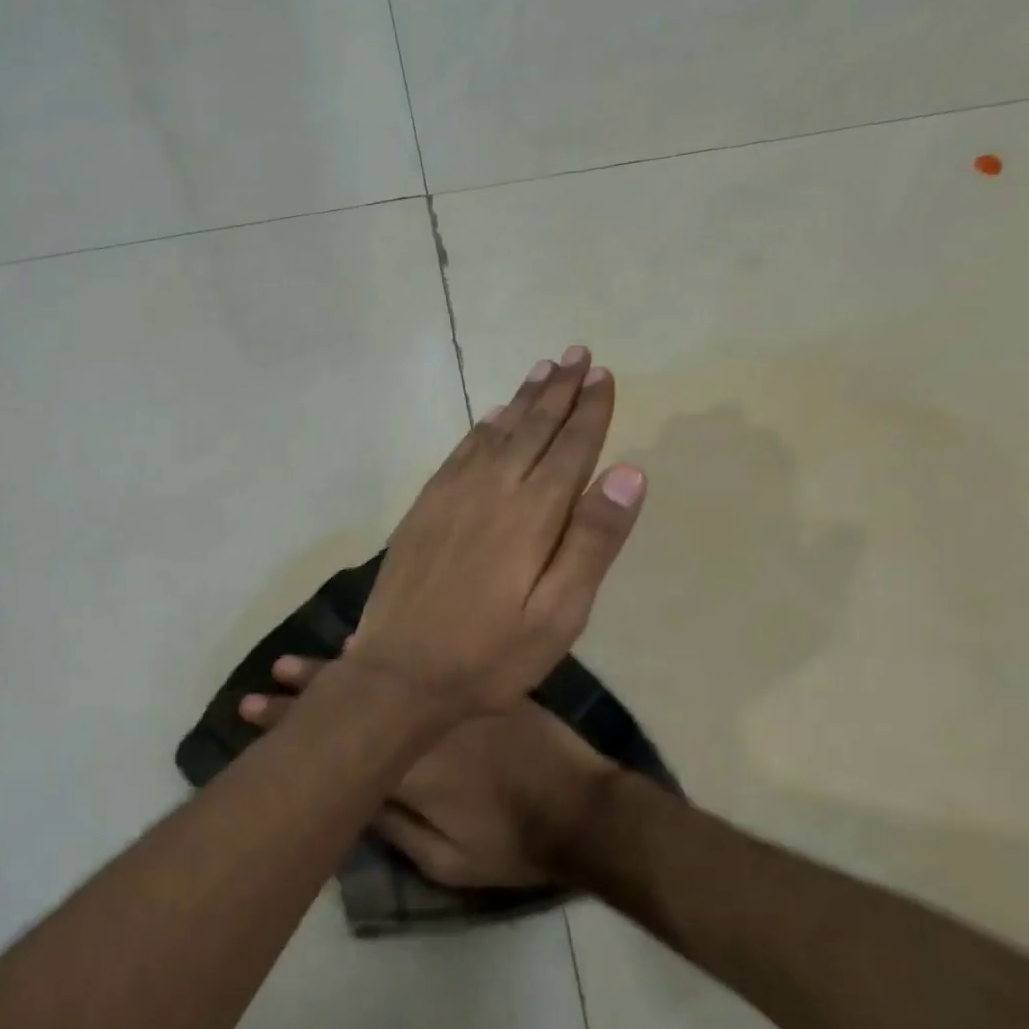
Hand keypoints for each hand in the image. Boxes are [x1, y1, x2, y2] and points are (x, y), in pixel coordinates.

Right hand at [242, 654, 622, 887]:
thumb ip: (394, 827)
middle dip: (306, 690)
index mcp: (407, 766)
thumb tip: (350, 796)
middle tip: (267, 678)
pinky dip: (391, 655)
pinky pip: (425, 663)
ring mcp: (450, 698)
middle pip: (353, 699)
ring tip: (299, 660)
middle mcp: (421, 722)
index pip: (336, 740)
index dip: (290, 724)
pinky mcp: (477, 688)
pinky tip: (364, 648)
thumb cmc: (513, 844)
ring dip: (338, 668)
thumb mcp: (447, 860)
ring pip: (384, 675)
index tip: (252, 709)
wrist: (585, 810)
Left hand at [346, 348, 646, 716]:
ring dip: (521, 401)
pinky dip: (478, 430)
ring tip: (542, 370)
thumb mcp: (558, 615)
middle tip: (578, 355)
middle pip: (532, 430)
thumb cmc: (489, 656)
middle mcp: (491, 492)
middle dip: (558, 391)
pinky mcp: (422, 511)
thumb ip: (592, 542)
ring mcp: (450, 498)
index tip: (604, 375)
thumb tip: (628, 472)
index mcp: (532, 516)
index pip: (571, 449)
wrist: (399, 672)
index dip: (590, 411)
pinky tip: (488, 418)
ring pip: (494, 434)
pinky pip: (456, 455)